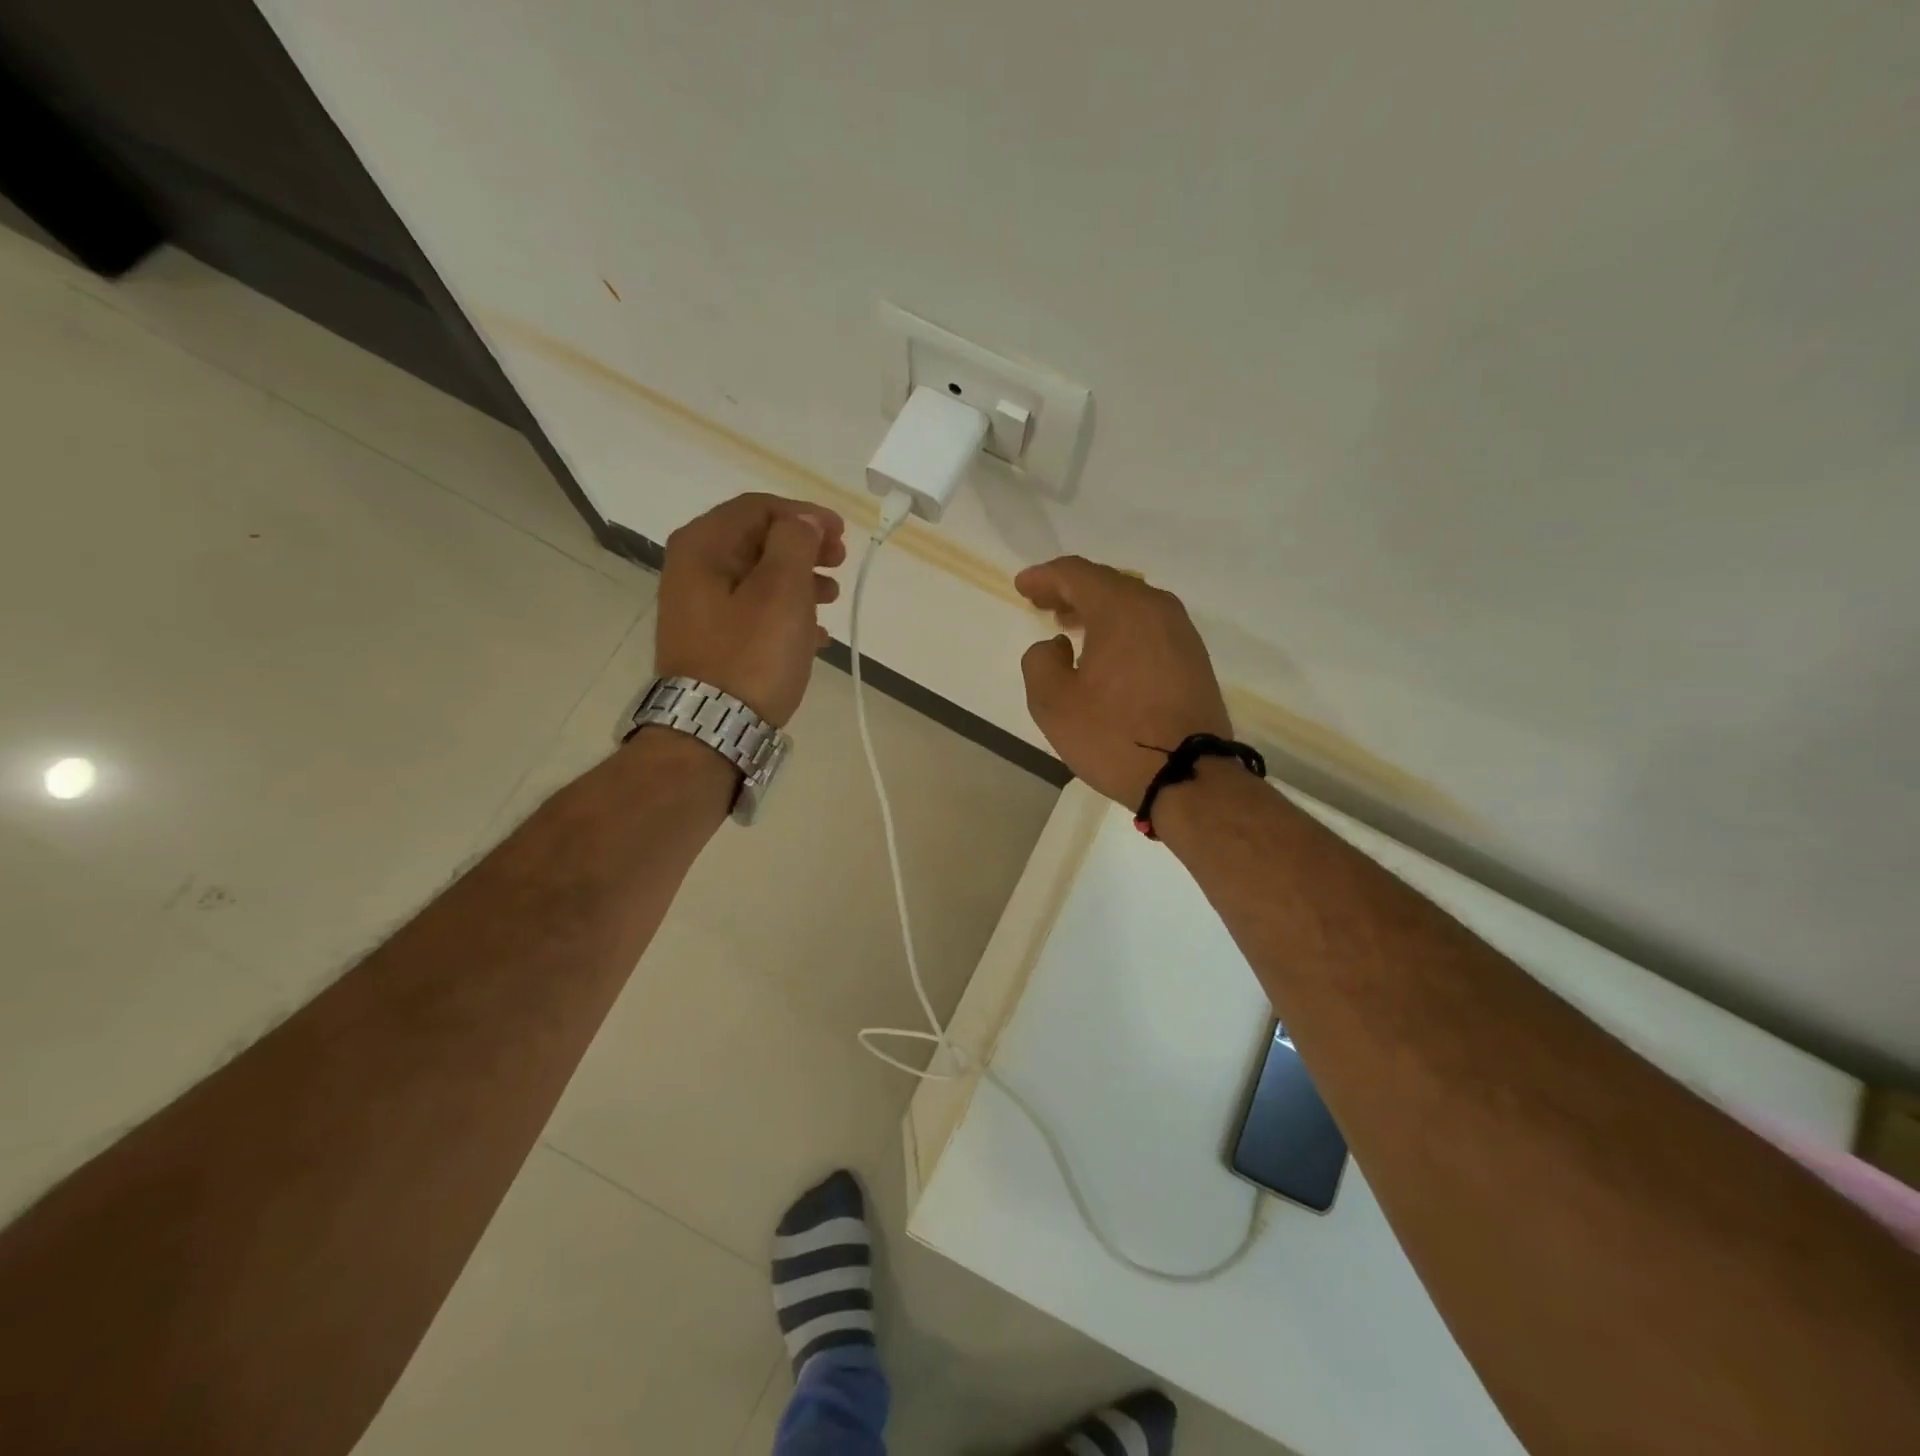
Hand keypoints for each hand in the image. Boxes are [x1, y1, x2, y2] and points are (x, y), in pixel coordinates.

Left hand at [655, 493, 845, 725]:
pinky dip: (785, 614)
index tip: (842, 534)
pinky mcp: (710, 641)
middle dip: (803, 548)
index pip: (757, 508)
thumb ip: (795, 543)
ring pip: (758, 578)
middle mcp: (692, 569)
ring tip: (832, 599)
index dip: (804, 514)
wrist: (711, 728)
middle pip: (756, 541)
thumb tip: (803, 520)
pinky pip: (753, 613)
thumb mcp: (781, 590)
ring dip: (799, 581)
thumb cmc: (751, 655)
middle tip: (839, 563)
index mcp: (703, 546)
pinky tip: (815, 636)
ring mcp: (699, 608)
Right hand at [1015, 557, 1230, 808]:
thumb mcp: (1053, 703)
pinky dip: (1121, 629)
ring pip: (1131, 605)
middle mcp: (1156, 608)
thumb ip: (1040, 661)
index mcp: (1121, 608)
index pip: (1076, 574)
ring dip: (1097, 610)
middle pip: (1107, 584)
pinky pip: (1148, 627)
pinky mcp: (1193, 659)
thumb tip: (1055, 647)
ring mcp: (1181, 633)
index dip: (1044, 577)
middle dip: (1071, 591)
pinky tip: (1106, 652)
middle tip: (1043, 604)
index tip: (1023, 586)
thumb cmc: (1114, 736)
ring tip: (1071, 626)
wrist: (1189, 775)